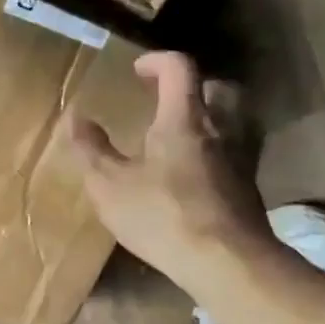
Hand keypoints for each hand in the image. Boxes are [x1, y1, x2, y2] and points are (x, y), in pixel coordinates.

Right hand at [69, 52, 274, 281]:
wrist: (226, 262)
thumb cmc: (162, 216)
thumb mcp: (110, 185)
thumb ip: (91, 149)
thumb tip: (75, 116)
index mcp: (184, 120)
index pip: (180, 69)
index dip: (158, 61)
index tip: (138, 70)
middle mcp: (220, 130)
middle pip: (220, 89)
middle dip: (196, 86)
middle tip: (170, 100)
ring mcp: (241, 159)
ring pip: (236, 121)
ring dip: (213, 118)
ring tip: (186, 136)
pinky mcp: (250, 189)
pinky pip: (238, 154)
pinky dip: (220, 152)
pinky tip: (199, 175)